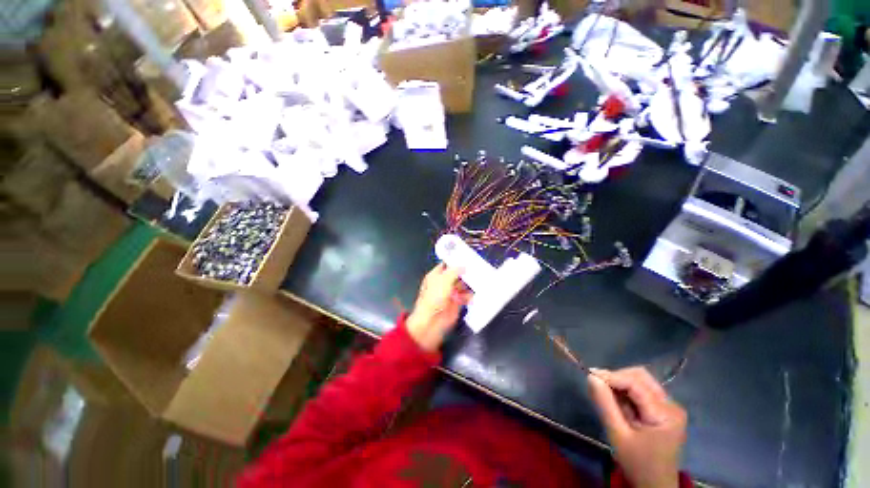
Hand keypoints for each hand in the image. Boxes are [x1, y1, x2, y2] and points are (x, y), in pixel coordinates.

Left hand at [406, 264, 472, 351]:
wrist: (432, 321)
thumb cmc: (433, 298)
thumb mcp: (444, 280)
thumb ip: (455, 271)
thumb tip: (464, 266)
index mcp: (436, 275)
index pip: (447, 265)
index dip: (455, 261)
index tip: (467, 257)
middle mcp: (443, 283)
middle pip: (457, 275)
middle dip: (465, 272)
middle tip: (477, 267)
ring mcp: (450, 294)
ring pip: (463, 285)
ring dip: (470, 284)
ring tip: (480, 279)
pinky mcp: (457, 303)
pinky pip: (466, 297)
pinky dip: (471, 295)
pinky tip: (477, 291)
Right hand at [587, 367, 686, 487]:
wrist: (655, 485)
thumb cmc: (637, 463)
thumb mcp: (618, 435)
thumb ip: (605, 404)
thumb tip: (591, 376)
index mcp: (665, 413)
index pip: (635, 383)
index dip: (611, 376)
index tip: (589, 375)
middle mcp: (672, 405)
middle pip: (640, 377)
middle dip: (617, 377)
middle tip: (598, 386)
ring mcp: (670, 406)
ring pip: (641, 380)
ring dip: (621, 384)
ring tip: (609, 398)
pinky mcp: (665, 409)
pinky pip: (643, 390)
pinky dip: (627, 391)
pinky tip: (619, 403)